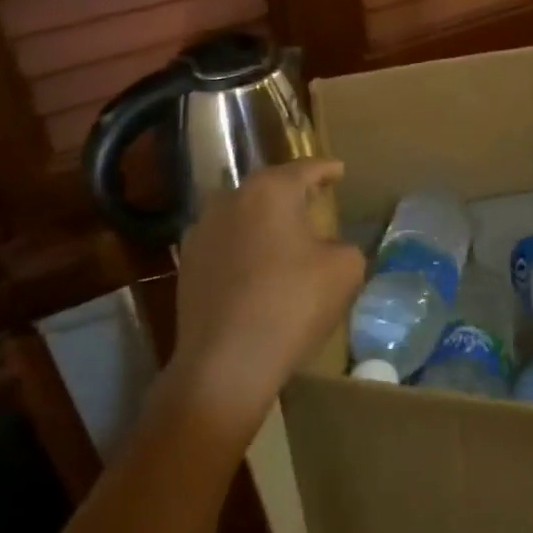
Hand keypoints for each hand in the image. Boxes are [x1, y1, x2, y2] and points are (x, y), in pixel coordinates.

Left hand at [158, 159, 364, 442]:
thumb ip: (344, 246)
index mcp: (270, 191)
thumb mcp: (344, 269)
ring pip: (242, 214)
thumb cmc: (292, 304)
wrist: (226, 364)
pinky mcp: (187, 266)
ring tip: (287, 233)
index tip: (339, 170)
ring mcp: (202, 233)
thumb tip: (329, 248)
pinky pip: (226, 243)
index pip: (305, 169)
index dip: (326, 170)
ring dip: (265, 220)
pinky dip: (246, 247)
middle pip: (269, 187)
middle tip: (315, 198)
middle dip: (292, 191)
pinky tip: (260, 267)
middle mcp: (230, 200)